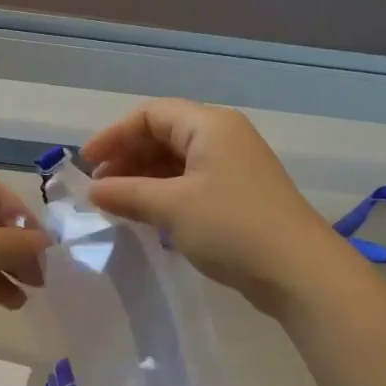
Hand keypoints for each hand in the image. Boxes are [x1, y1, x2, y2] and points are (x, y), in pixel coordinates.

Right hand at [79, 99, 345, 313]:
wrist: (298, 271)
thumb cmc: (232, 227)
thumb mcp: (172, 207)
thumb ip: (127, 194)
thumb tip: (93, 191)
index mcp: (209, 125)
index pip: (150, 114)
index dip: (114, 135)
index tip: (87, 165)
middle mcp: (223, 137)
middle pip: (164, 134)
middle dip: (127, 157)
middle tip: (99, 188)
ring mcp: (234, 167)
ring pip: (177, 161)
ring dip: (143, 178)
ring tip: (117, 204)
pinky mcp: (239, 195)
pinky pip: (191, 182)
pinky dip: (164, 193)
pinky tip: (147, 215)